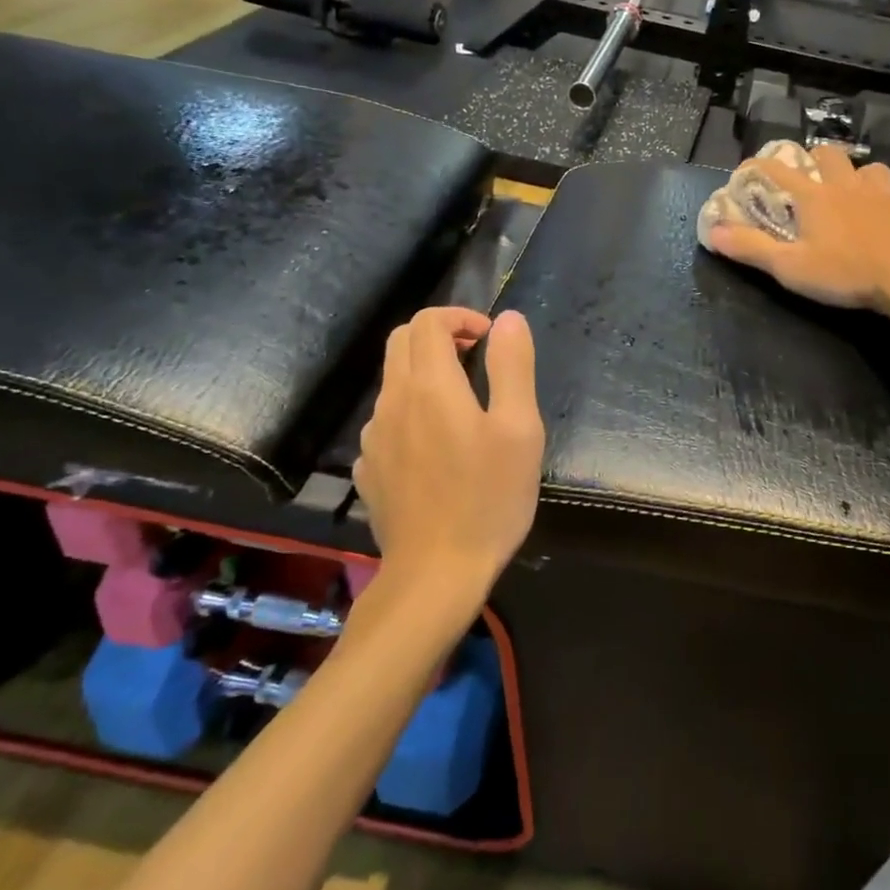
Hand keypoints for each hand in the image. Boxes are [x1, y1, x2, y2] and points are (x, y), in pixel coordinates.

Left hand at [354, 307, 544, 602]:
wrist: (436, 573)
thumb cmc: (489, 498)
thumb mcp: (519, 429)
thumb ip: (512, 366)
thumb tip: (507, 319)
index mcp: (430, 386)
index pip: (428, 322)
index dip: (460, 317)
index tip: (489, 337)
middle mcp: (392, 402)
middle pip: (402, 342)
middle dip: (439, 335)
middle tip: (476, 356)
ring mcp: (374, 438)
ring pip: (393, 382)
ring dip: (425, 373)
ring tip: (464, 404)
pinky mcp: (370, 469)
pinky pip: (387, 422)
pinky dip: (412, 411)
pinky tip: (437, 446)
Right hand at [706, 145, 889, 310]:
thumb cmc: (846, 272)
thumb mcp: (790, 267)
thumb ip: (751, 249)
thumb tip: (712, 232)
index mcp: (815, 197)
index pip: (778, 170)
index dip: (759, 167)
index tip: (747, 170)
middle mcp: (849, 186)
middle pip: (830, 155)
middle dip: (817, 159)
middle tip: (812, 175)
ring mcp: (887, 194)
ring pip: (873, 169)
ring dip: (863, 176)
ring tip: (859, 190)